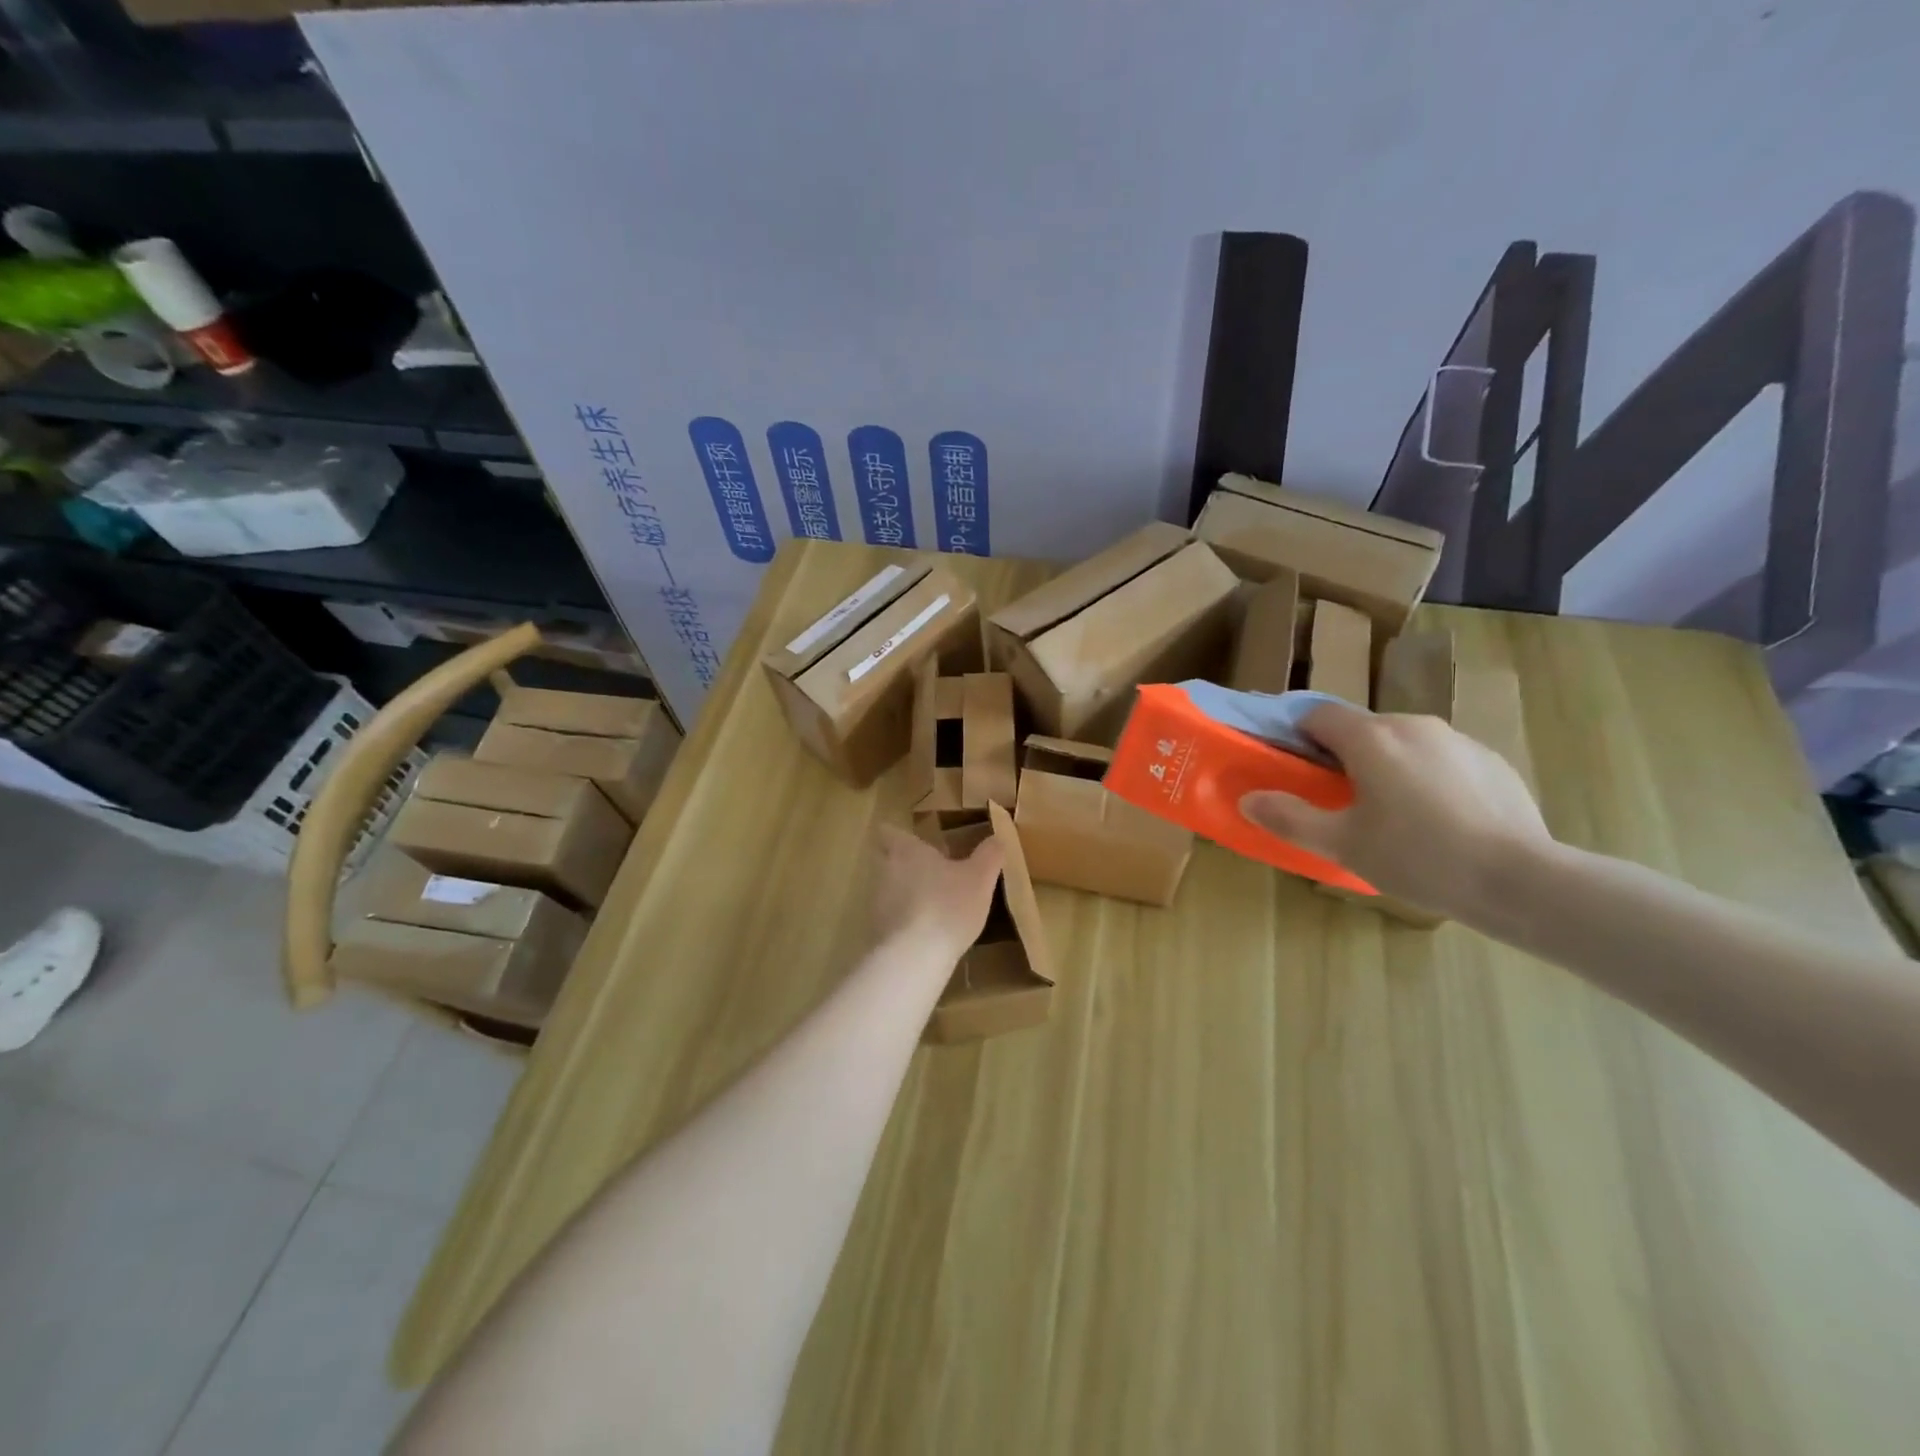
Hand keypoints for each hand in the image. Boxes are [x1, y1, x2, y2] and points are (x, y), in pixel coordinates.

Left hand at [870, 825, 1004, 959]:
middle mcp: (884, 871)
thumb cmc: (948, 906)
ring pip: (886, 889)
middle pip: (885, 860)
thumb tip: (996, 839)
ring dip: (903, 894)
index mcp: (906, 851)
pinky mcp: (876, 932)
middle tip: (927, 871)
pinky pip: (889, 918)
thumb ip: (989, 855)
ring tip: (930, 904)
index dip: (897, 834)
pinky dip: (902, 921)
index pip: (888, 832)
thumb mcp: (980, 879)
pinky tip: (923, 934)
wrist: (914, 957)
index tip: (912, 840)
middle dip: (901, 864)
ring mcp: (875, 903)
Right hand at [1240, 700, 1551, 918]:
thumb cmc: (1417, 857)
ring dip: (1388, 767)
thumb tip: (1249, 800)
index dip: (1298, 736)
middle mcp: (1413, 725)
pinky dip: (1429, 779)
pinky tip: (1441, 823)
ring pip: (1404, 744)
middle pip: (1362, 729)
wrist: (1520, 880)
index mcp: (1371, 738)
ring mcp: (1458, 740)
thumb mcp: (1340, 844)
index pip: (1317, 714)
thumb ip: (1289, 818)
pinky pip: (1443, 760)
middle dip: (1344, 757)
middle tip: (1342, 803)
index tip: (1295, 768)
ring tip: (1395, 818)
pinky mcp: (1493, 762)